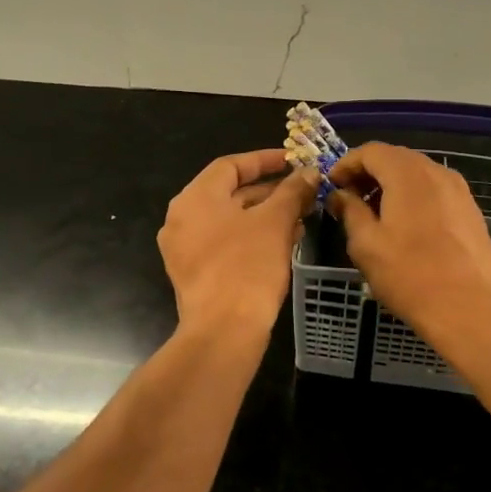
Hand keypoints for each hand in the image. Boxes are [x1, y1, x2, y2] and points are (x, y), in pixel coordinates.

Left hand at [158, 149, 317, 343]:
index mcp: (195, 197)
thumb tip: (309, 172)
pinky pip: (224, 243)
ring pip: (229, 220)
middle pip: (230, 192)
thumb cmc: (248, 266)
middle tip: (303, 192)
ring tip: (300, 218)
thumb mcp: (275, 222)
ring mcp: (183, 248)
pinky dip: (251, 237)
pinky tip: (283, 243)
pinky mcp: (193, 273)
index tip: (293, 161)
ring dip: (264, 215)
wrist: (223, 332)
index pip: (231, 165)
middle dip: (270, 191)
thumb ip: (292, 191)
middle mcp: (182, 217)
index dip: (265, 160)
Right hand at [328, 143, 490, 338]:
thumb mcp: (366, 245)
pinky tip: (405, 226)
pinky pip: (434, 191)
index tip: (332, 185)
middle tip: (349, 198)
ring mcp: (458, 190)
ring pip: (417, 174)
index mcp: (407, 174)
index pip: (371, 151)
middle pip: (395, 158)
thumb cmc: (410, 275)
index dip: (347, 164)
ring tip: (375, 214)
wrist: (470, 310)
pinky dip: (413, 196)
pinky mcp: (470, 210)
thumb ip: (350, 211)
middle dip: (369, 173)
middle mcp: (436, 172)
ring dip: (391, 185)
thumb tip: (340, 195)